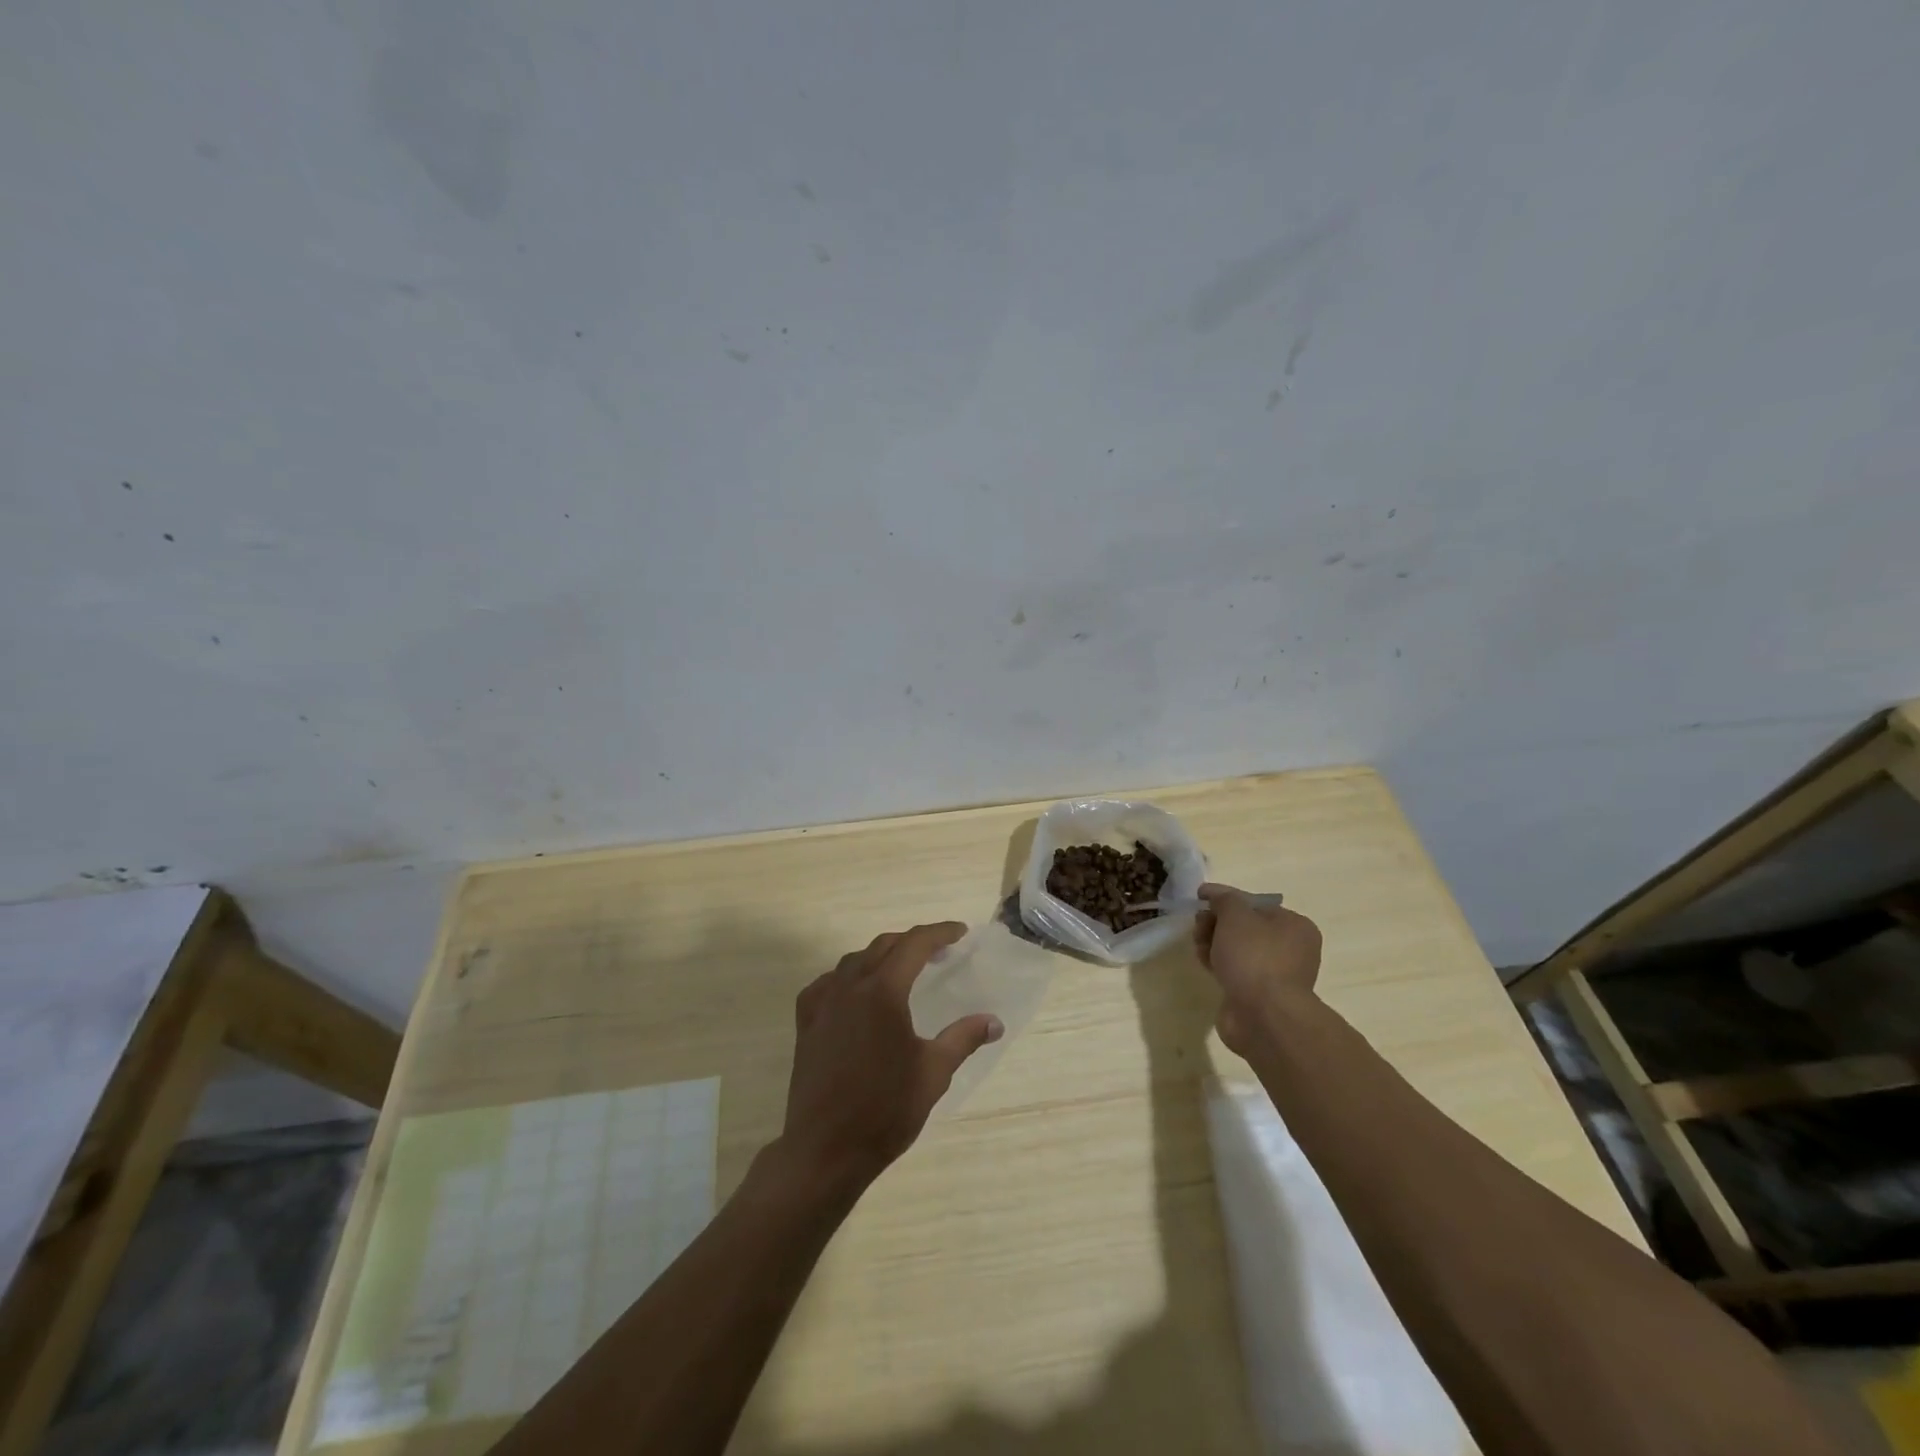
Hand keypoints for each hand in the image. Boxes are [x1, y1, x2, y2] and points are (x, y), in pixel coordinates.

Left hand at [778, 923, 1003, 1196]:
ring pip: (854, 961)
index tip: (960, 932)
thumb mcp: (933, 1072)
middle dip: (913, 942)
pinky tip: (856, 994)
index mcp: (883, 992)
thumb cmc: (885, 1110)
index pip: (914, 945)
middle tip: (939, 951)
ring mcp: (822, 1004)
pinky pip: (827, 983)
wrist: (825, 1151)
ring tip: (902, 969)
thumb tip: (995, 1022)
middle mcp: (850, 987)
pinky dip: (849, 977)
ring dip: (881, 956)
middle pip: (883, 946)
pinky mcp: (805, 1024)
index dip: (939, 933)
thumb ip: (963, 1038)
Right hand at [1192, 883, 1322, 1054]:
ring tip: (1199, 946)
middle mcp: (1290, 949)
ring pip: (1236, 949)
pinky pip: (1234, 971)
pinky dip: (1218, 964)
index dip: (1224, 897)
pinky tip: (1204, 963)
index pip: (1254, 903)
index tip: (1200, 896)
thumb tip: (1216, 898)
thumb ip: (1224, 899)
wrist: (1264, 1017)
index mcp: (1294, 926)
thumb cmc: (1254, 957)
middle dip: (1216, 922)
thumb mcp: (1235, 915)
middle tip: (1198, 925)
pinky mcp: (1258, 995)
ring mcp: (1275, 974)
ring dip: (1213, 943)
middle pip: (1244, 926)